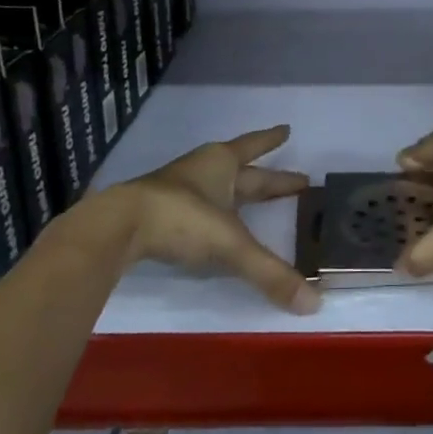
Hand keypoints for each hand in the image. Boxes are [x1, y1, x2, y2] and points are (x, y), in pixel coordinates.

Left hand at [89, 125, 320, 312]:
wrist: (117, 227)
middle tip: (295, 180)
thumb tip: (315, 303)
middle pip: (242, 171)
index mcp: (222, 164)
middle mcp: (202, 170)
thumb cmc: (181, 219)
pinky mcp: (158, 212)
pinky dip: (212, 212)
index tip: (287, 130)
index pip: (254, 147)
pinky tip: (214, 225)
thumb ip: (270, 273)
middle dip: (267, 177)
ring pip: (216, 186)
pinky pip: (196, 207)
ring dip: (236, 191)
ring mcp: (177, 190)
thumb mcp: (231, 245)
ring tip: (252, 200)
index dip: (271, 140)